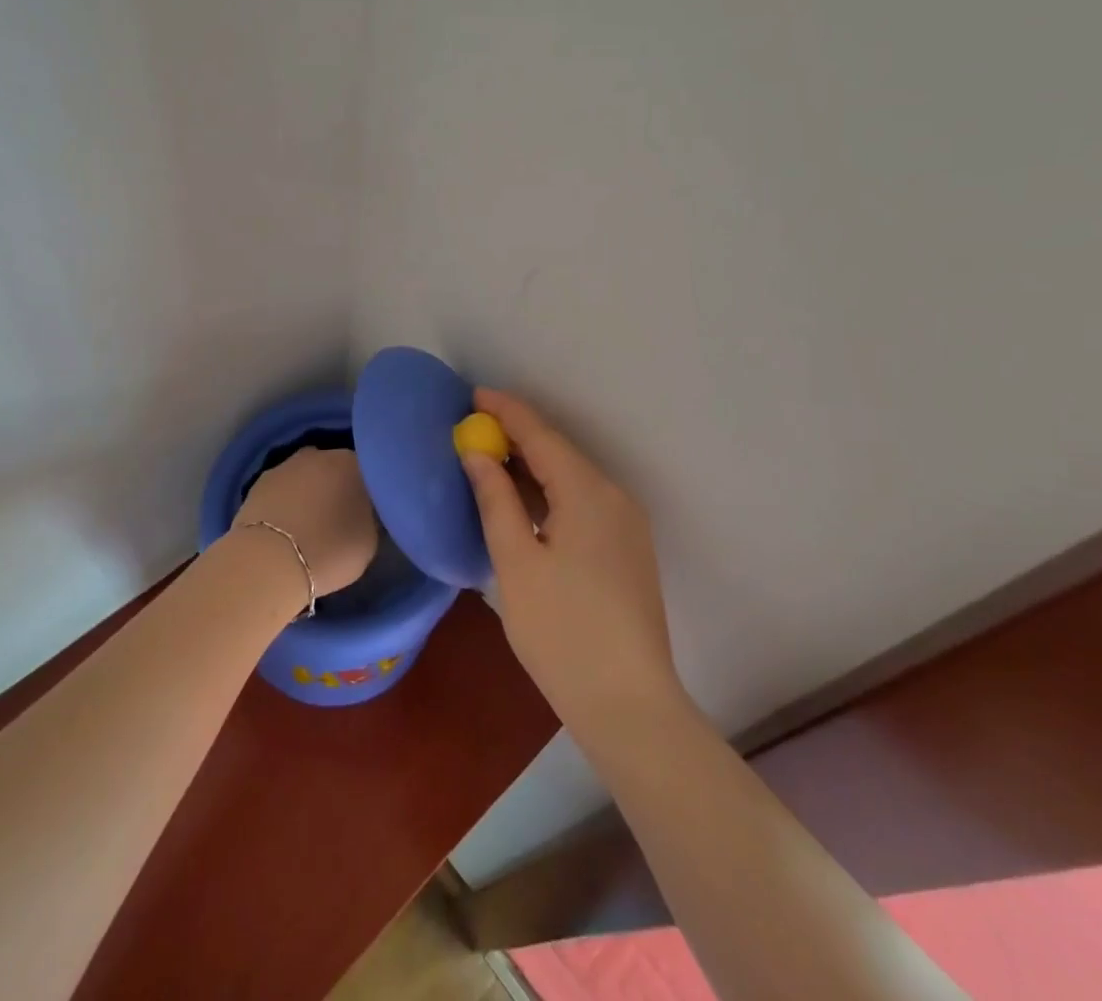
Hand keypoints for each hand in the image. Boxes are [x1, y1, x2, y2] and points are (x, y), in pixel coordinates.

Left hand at [233, 448, 378, 598]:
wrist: (269, 562)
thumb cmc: (329, 551)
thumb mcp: (369, 540)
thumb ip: (369, 516)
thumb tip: (362, 512)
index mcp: (351, 463)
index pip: (367, 471)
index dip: (368, 491)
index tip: (367, 511)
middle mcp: (319, 455)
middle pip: (333, 468)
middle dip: (336, 486)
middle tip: (339, 516)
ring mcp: (285, 466)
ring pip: (304, 476)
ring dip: (308, 492)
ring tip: (309, 523)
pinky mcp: (258, 483)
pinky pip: (281, 490)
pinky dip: (284, 502)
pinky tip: (285, 526)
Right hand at [462, 388, 684, 734]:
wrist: (629, 704)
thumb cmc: (562, 632)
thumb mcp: (516, 562)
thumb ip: (495, 500)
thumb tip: (477, 454)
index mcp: (588, 493)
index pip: (541, 435)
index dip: (506, 411)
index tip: (472, 396)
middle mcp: (614, 497)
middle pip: (559, 453)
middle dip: (516, 437)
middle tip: (473, 429)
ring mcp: (626, 525)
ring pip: (571, 479)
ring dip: (531, 467)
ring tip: (489, 460)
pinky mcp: (627, 550)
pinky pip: (582, 503)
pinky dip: (549, 493)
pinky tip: (523, 503)